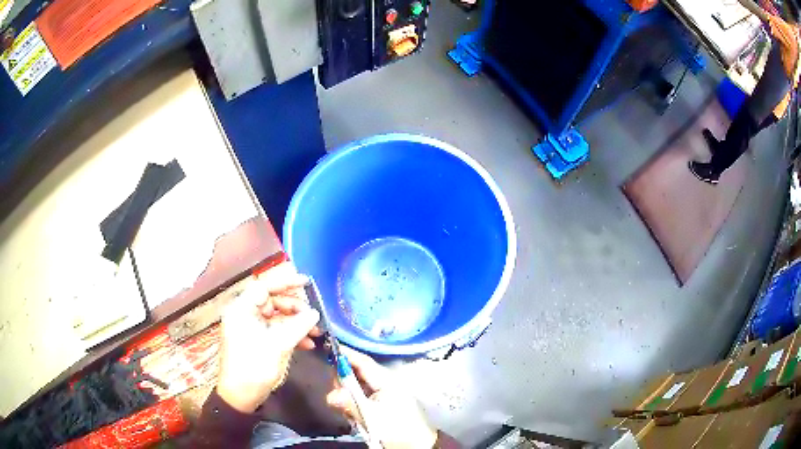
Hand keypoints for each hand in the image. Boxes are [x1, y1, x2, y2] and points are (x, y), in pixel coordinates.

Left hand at [217, 272, 320, 412]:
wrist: (241, 396)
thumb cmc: (254, 367)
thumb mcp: (278, 346)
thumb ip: (297, 326)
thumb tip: (315, 313)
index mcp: (242, 309)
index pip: (264, 286)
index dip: (285, 282)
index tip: (306, 282)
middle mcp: (245, 314)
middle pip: (272, 301)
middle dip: (295, 308)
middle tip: (313, 316)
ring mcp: (251, 328)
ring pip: (277, 316)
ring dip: (296, 322)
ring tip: (315, 332)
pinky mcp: (257, 340)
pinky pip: (276, 330)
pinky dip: (291, 334)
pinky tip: (307, 343)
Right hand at [326, 347, 437, 448]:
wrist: (419, 446)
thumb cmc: (397, 429)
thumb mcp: (371, 418)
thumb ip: (349, 404)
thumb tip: (330, 395)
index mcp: (387, 381)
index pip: (363, 362)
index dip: (345, 355)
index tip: (326, 349)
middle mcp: (386, 382)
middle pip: (358, 373)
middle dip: (343, 380)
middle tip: (337, 395)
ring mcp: (386, 393)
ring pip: (359, 385)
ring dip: (349, 394)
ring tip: (349, 411)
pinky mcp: (385, 403)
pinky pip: (364, 396)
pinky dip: (356, 402)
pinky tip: (355, 415)